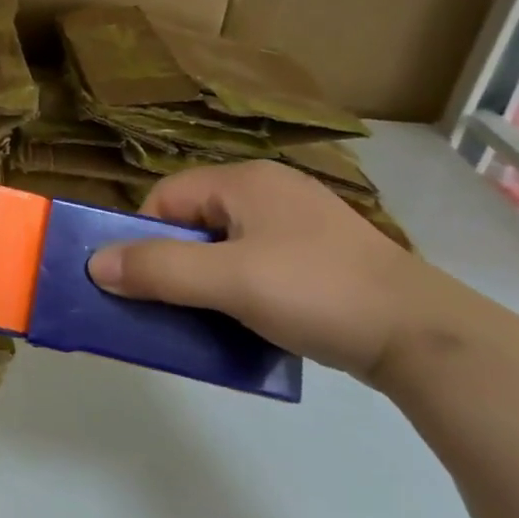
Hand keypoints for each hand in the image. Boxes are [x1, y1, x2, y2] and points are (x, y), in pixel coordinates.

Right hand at [87, 161, 462, 382]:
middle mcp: (270, 190)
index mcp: (245, 180)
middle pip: (194, 220)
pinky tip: (253, 318)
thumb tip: (94, 264)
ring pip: (226, 245)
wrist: (424, 337)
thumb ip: (158, 269)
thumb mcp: (228, 281)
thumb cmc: (315, 292)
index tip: (145, 282)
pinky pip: (258, 262)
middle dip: (176, 262)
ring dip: (207, 280)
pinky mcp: (322, 255)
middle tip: (175, 304)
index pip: (165, 197)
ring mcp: (300, 222)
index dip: (144, 237)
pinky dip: (242, 288)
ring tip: (212, 316)